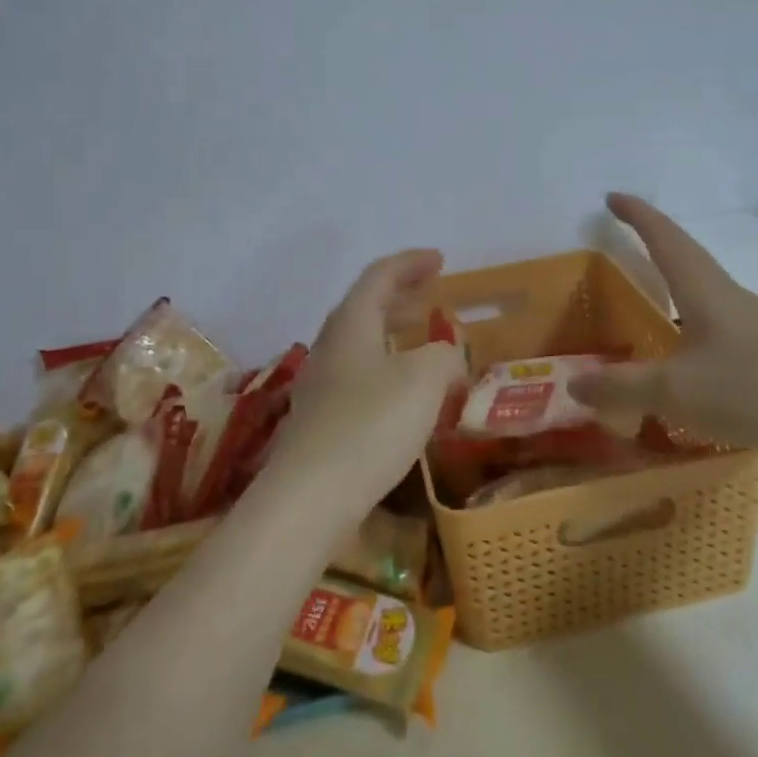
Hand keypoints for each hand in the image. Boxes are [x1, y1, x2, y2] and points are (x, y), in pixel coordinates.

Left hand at [263, 250, 465, 514]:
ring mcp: (321, 384)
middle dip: (401, 294)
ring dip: (393, 332)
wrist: (310, 497)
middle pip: (366, 305)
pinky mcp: (321, 419)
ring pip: (361, 342)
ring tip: (423, 339)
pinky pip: (359, 375)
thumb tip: (447, 359)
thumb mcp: (424, 381)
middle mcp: (331, 346)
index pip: (379, 276)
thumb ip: (444, 357)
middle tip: (433, 292)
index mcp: (351, 324)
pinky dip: (387, 367)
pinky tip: (405, 393)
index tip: (440, 259)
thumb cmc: (370, 425)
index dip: (411, 263)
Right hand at [572, 194, 757, 463]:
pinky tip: (692, 351)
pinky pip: (720, 327)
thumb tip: (573, 383)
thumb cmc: (753, 388)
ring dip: (678, 282)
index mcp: (704, 290)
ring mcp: (756, 325)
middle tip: (627, 235)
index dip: (637, 216)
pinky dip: (694, 324)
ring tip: (655, 290)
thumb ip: (620, 387)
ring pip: (707, 292)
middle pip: (687, 257)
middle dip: (655, 241)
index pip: (664, 238)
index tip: (613, 197)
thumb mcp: (674, 390)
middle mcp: (730, 298)